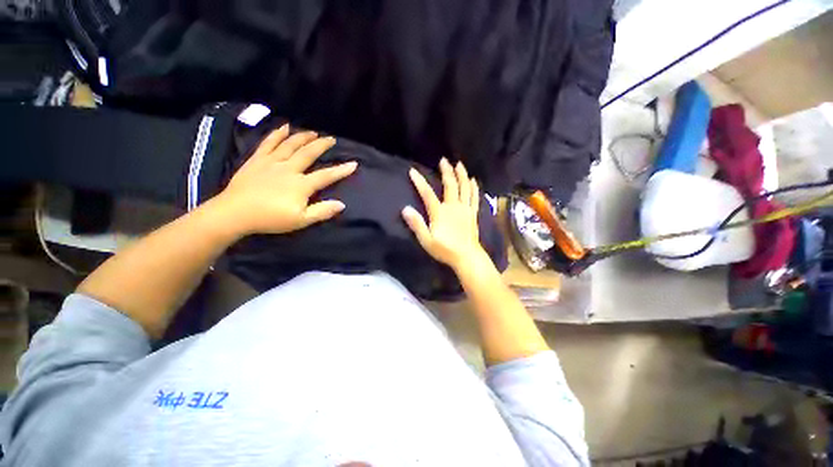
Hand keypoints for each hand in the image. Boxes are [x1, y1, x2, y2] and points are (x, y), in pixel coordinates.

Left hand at [212, 124, 356, 235]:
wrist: (234, 213)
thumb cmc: (270, 219)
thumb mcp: (301, 220)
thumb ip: (322, 211)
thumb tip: (342, 204)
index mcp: (301, 185)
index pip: (326, 175)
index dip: (341, 170)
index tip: (353, 163)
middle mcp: (289, 169)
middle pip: (308, 153)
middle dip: (321, 145)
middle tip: (331, 138)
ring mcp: (272, 162)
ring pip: (290, 145)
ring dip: (303, 137)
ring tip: (313, 132)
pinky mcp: (257, 160)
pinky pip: (268, 143)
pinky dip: (277, 134)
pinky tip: (284, 127)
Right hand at [402, 158, 489, 270]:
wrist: (467, 257)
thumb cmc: (445, 250)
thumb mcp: (426, 240)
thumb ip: (417, 224)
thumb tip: (405, 209)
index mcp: (440, 213)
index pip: (427, 194)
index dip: (420, 182)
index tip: (413, 171)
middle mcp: (453, 207)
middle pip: (450, 185)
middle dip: (446, 172)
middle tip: (444, 160)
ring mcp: (465, 209)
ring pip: (464, 188)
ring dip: (462, 175)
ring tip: (459, 164)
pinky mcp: (473, 214)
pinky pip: (474, 197)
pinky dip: (474, 187)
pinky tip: (473, 180)